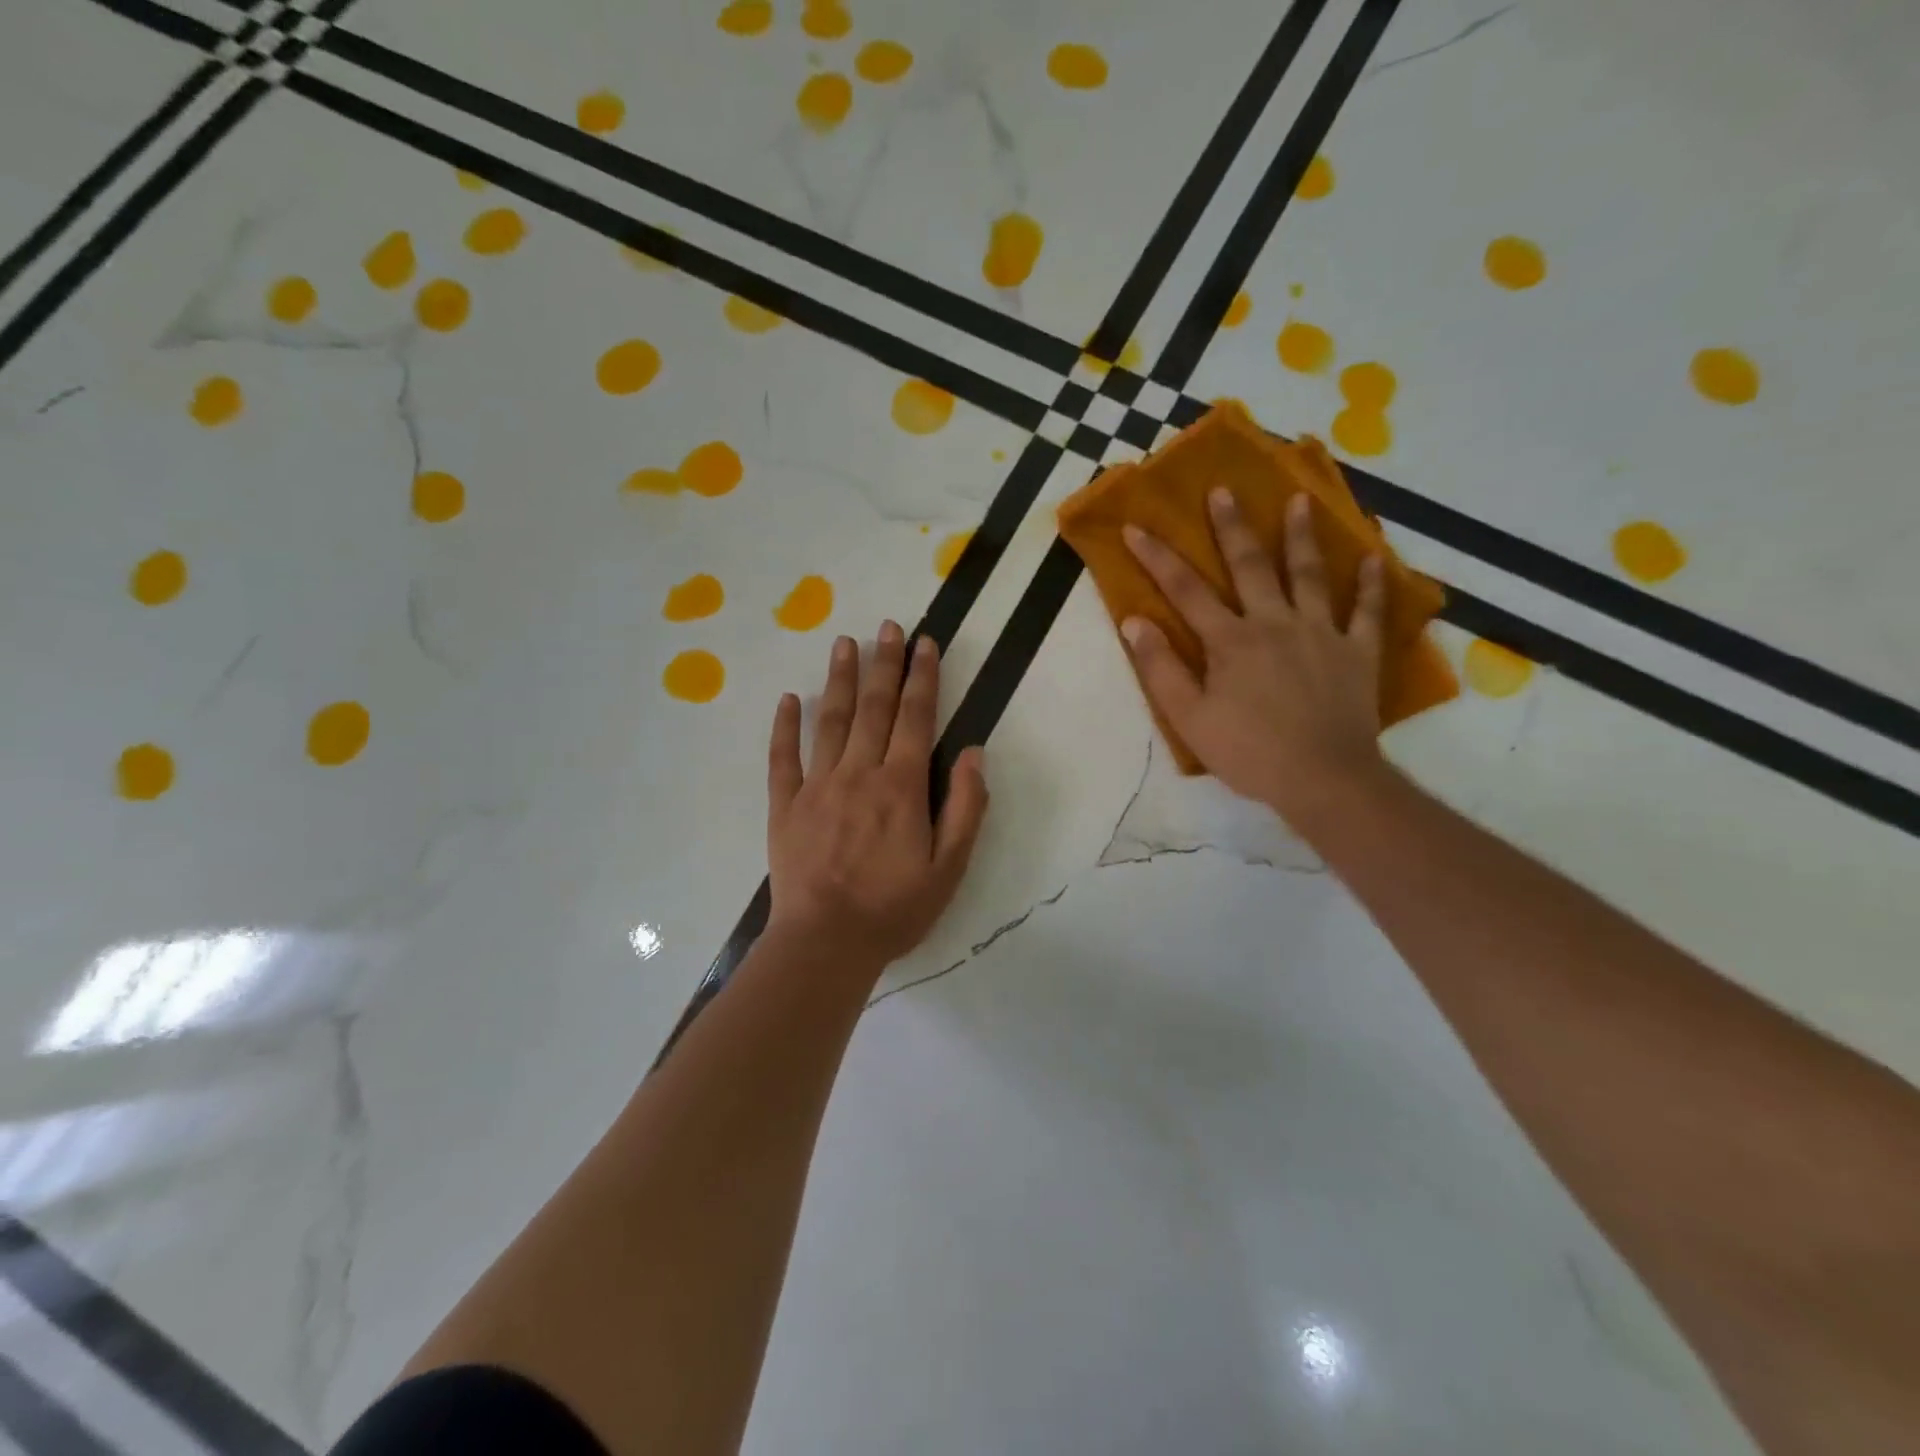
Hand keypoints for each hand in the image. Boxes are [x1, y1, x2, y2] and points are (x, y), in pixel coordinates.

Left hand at [766, 621, 988, 975]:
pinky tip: (788, 699)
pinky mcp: (785, 805)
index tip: (924, 643)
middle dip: (884, 663)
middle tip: (887, 626)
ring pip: (830, 721)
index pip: (915, 718)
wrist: (825, 943)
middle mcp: (859, 773)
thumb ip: (965, 808)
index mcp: (901, 786)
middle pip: (874, 707)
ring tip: (844, 642)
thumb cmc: (894, 909)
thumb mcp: (949, 868)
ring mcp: (817, 786)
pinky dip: (785, 726)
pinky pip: (783, 757)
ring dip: (840, 679)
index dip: (922, 677)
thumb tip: (973, 754)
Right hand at [1121, 489, 1389, 832]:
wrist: (1322, 778)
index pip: (1185, 590)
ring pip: (1311, 575)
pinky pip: (1368, 611)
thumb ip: (1160, 668)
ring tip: (1300, 499)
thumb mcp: (1189, 718)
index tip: (1135, 527)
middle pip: (1251, 566)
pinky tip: (1376, 556)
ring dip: (1302, 536)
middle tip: (1223, 489)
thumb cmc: (1248, 751)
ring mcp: (1321, 633)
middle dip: (1232, 526)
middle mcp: (1274, 623)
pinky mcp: (1358, 652)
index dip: (1157, 557)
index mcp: (1230, 641)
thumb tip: (1134, 622)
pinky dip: (1374, 583)